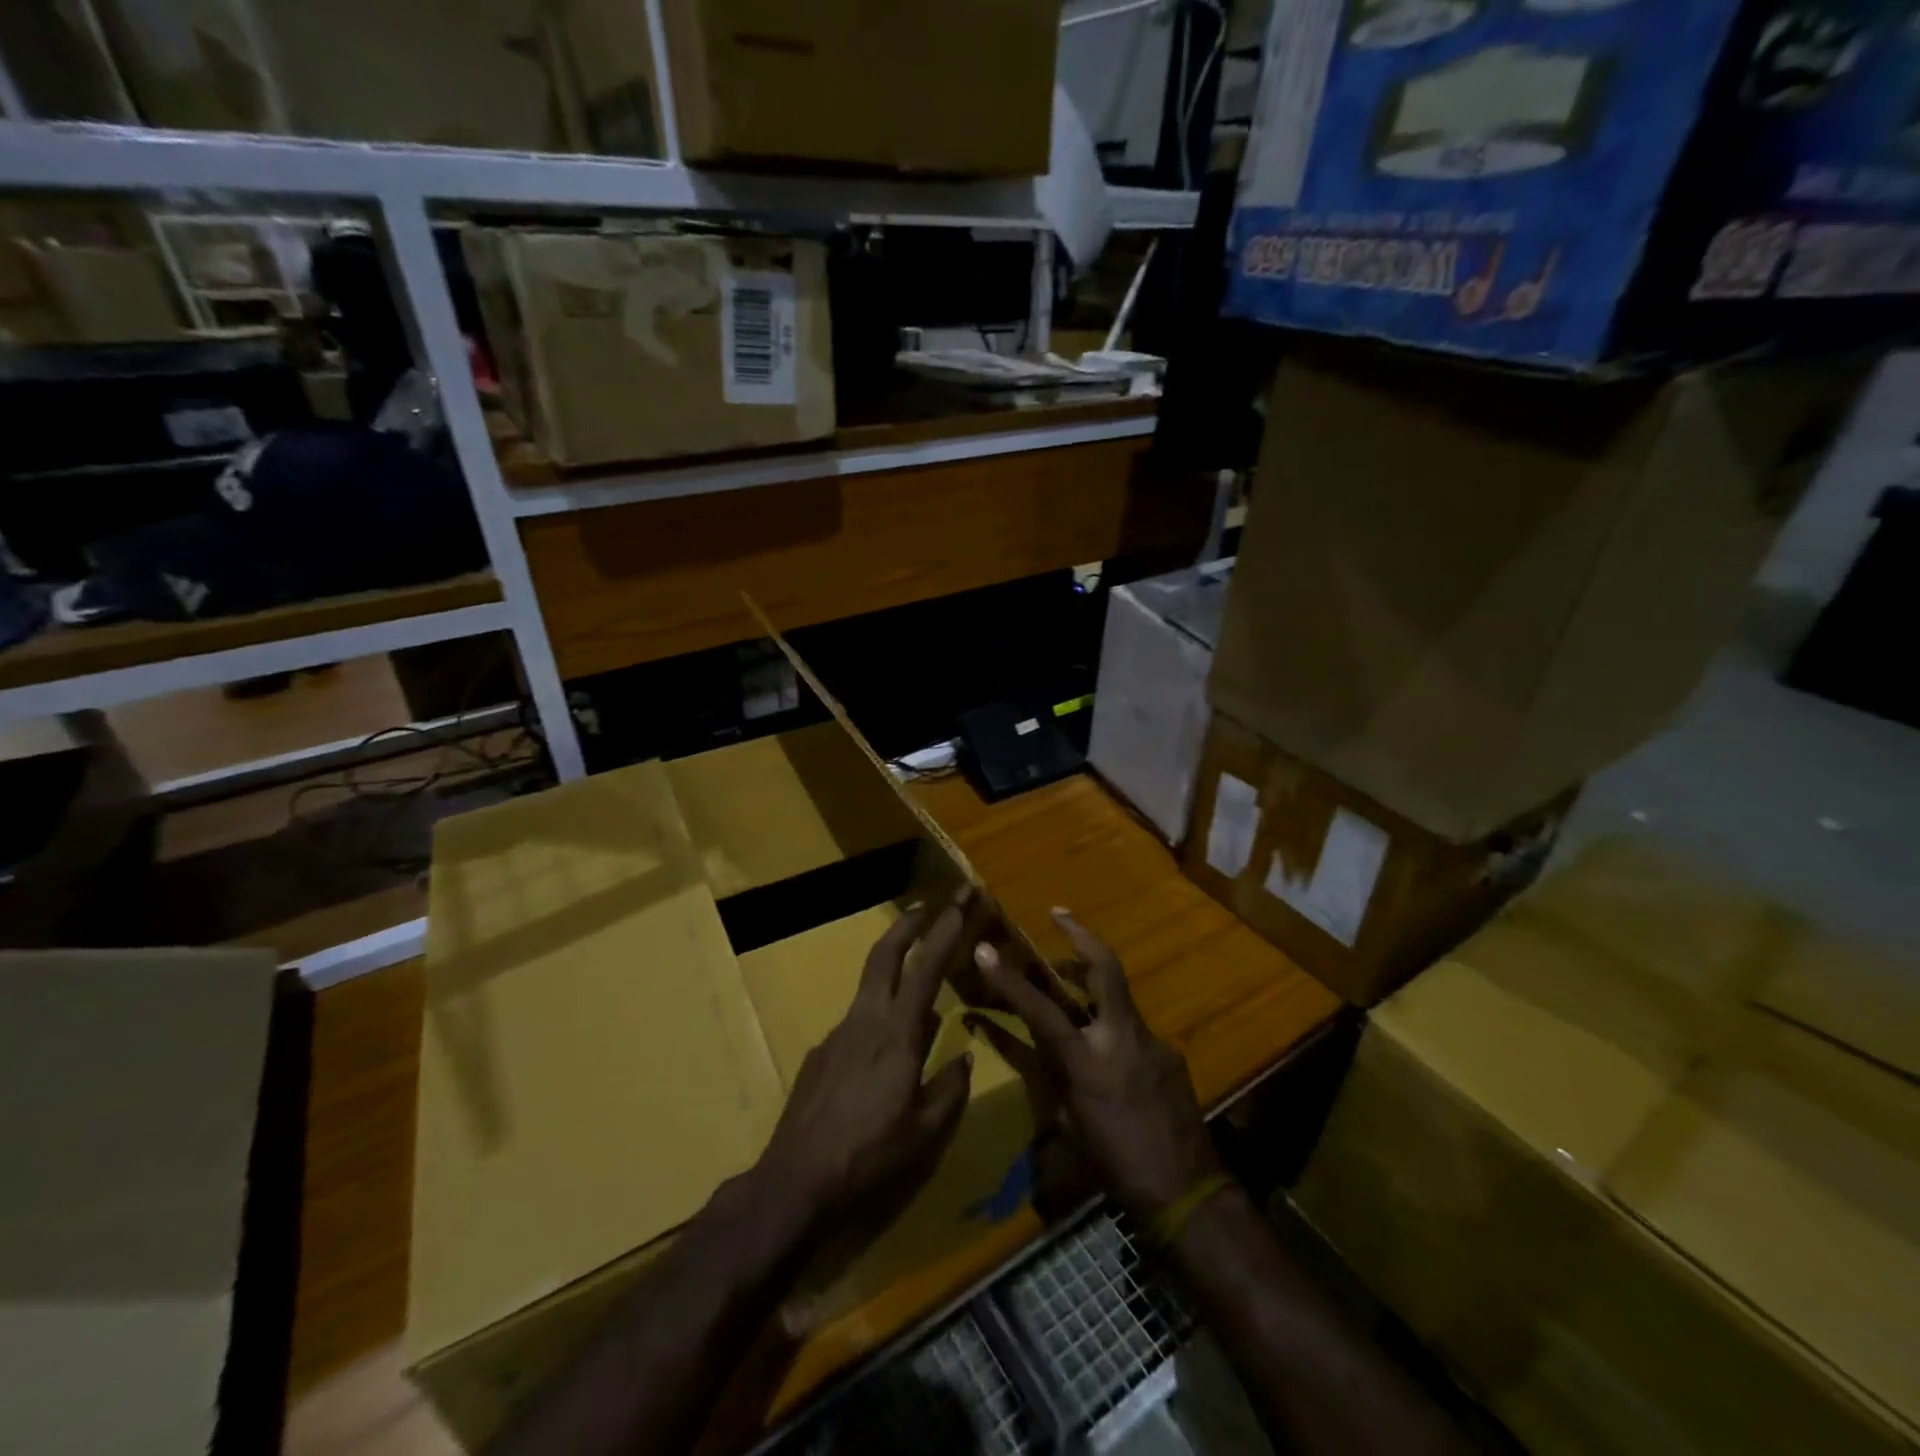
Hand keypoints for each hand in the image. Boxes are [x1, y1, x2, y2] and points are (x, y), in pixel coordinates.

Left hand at [758, 889, 977, 1235]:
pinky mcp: (819, 1052)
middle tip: (926, 904)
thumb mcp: (924, 1133)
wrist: (795, 1180)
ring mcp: (837, 1033)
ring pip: (869, 985)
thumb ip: (949, 1089)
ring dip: (892, 967)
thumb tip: (965, 1056)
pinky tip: (882, 1052)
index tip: (959, 903)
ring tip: (917, 984)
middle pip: (884, 955)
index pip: (926, 969)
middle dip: (907, 924)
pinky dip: (876, 1016)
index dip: (944, 932)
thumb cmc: (869, 1157)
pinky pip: (855, 1021)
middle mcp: (866, 1020)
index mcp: (898, 1034)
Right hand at [969, 909, 1218, 1222]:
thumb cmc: (1118, 1167)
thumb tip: (1051, 1054)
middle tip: (1060, 914)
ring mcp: (1151, 1042)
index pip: (1041, 1010)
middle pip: (1105, 969)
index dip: (1010, 979)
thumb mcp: (1072, 1125)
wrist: (1188, 1194)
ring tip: (1071, 978)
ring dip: (1093, 980)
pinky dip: (1114, 1027)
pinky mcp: (1170, 1054)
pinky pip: (1134, 1030)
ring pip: (1119, 997)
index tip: (985, 950)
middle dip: (1081, 936)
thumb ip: (1059, 1079)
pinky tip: (1109, 1052)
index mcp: (1088, 1061)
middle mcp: (1121, 1039)